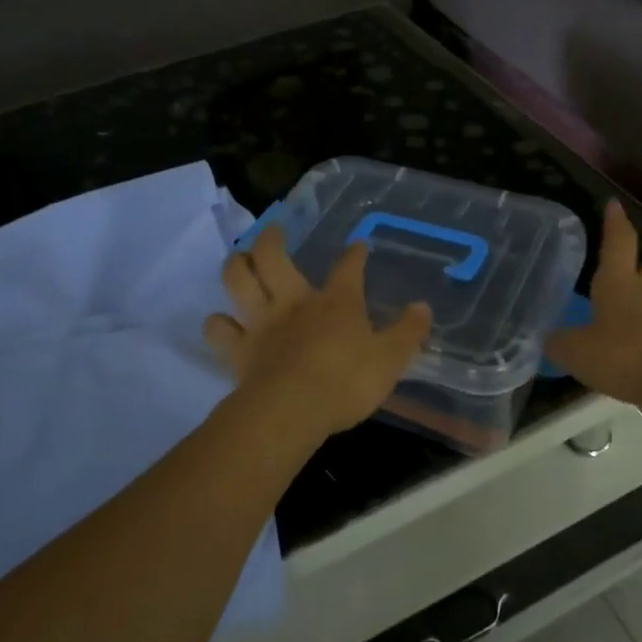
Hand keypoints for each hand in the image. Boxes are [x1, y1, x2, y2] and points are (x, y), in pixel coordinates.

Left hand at [205, 227, 433, 438]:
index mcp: (337, 302)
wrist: (293, 409)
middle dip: (272, 238)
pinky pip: (219, 329)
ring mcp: (262, 323)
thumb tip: (423, 307)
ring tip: (240, 260)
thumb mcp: (391, 359)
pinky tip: (222, 324)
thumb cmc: (348, 381)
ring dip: (236, 266)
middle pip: (273, 257)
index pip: (348, 267)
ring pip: (237, 280)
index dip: (354, 254)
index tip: (358, 245)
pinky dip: (218, 324)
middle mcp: (295, 302)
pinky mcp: (239, 350)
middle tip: (273, 231)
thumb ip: (408, 332)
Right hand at [545, 201, 641, 403]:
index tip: (614, 204)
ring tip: (615, 327)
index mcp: (618, 283)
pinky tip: (629, 357)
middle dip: (634, 271)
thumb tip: (550, 339)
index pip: (618, 243)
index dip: (615, 223)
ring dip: (638, 308)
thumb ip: (558, 343)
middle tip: (619, 278)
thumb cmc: (624, 354)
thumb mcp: (575, 351)